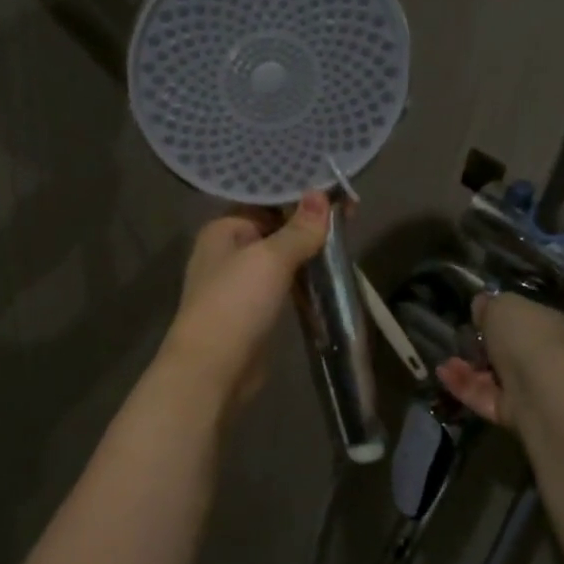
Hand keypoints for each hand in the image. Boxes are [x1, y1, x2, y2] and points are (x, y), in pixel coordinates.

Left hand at [159, 192, 330, 408]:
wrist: (213, 369)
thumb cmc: (236, 303)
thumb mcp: (271, 259)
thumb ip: (298, 229)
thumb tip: (320, 194)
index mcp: (222, 230)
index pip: (265, 202)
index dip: (300, 198)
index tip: (338, 195)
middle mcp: (226, 252)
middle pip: (274, 230)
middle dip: (308, 226)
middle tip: (350, 216)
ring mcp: (238, 285)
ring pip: (279, 260)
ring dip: (307, 254)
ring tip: (346, 243)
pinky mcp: (252, 312)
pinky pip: (281, 287)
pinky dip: (302, 281)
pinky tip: (328, 277)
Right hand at [437, 292, 563, 428]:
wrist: (543, 391)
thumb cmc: (527, 338)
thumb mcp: (502, 306)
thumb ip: (490, 305)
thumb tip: (482, 304)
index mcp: (548, 327)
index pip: (523, 320)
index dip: (499, 318)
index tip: (475, 317)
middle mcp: (543, 358)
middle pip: (507, 352)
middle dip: (481, 348)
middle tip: (459, 340)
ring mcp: (529, 388)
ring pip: (493, 377)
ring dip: (467, 369)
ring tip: (446, 361)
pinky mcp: (512, 413)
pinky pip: (483, 397)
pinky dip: (462, 386)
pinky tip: (442, 374)